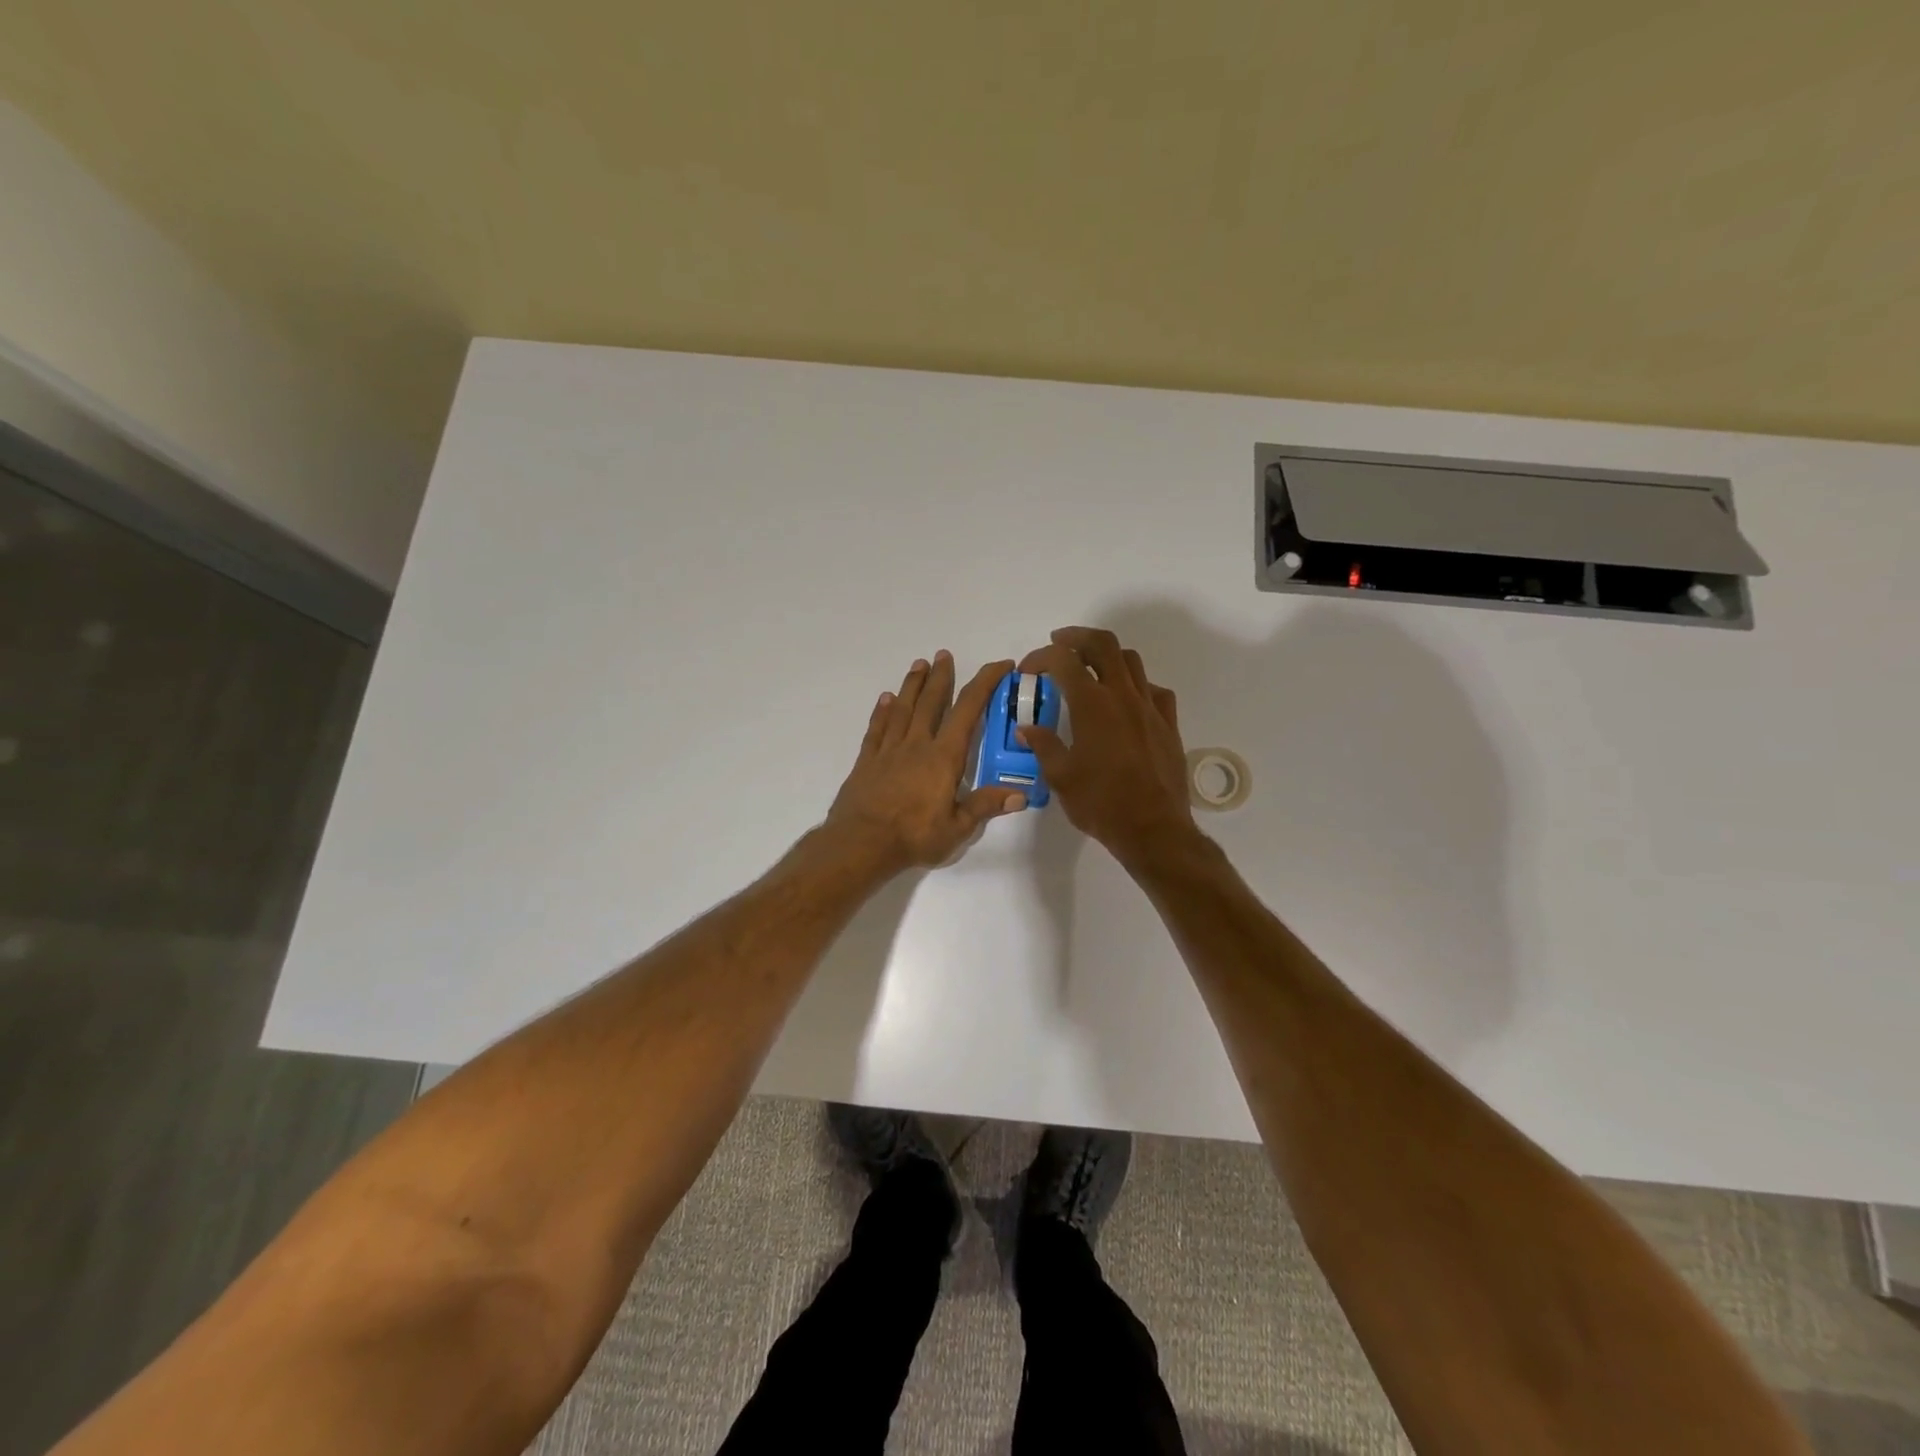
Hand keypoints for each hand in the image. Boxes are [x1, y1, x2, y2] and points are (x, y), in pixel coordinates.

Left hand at [825, 651, 1027, 873]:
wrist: (861, 844)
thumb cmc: (914, 837)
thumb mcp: (957, 828)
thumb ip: (986, 806)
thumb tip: (1021, 794)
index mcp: (943, 757)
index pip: (968, 710)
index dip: (986, 683)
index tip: (1001, 666)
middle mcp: (916, 745)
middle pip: (931, 702)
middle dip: (941, 676)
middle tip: (944, 654)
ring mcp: (888, 751)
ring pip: (902, 709)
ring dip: (912, 685)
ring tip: (919, 664)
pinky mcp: (867, 761)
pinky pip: (876, 729)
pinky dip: (882, 712)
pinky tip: (885, 699)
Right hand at [1015, 627, 1195, 866]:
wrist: (1154, 829)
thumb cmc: (1100, 803)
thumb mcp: (1060, 777)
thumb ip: (1043, 746)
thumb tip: (1026, 729)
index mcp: (1092, 705)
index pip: (1063, 661)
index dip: (1040, 658)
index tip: (1027, 671)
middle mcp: (1123, 696)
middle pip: (1103, 644)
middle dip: (1077, 637)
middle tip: (1059, 644)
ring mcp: (1150, 708)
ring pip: (1131, 661)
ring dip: (1107, 656)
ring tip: (1091, 668)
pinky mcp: (1168, 724)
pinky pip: (1154, 690)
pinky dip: (1135, 685)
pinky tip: (1126, 701)